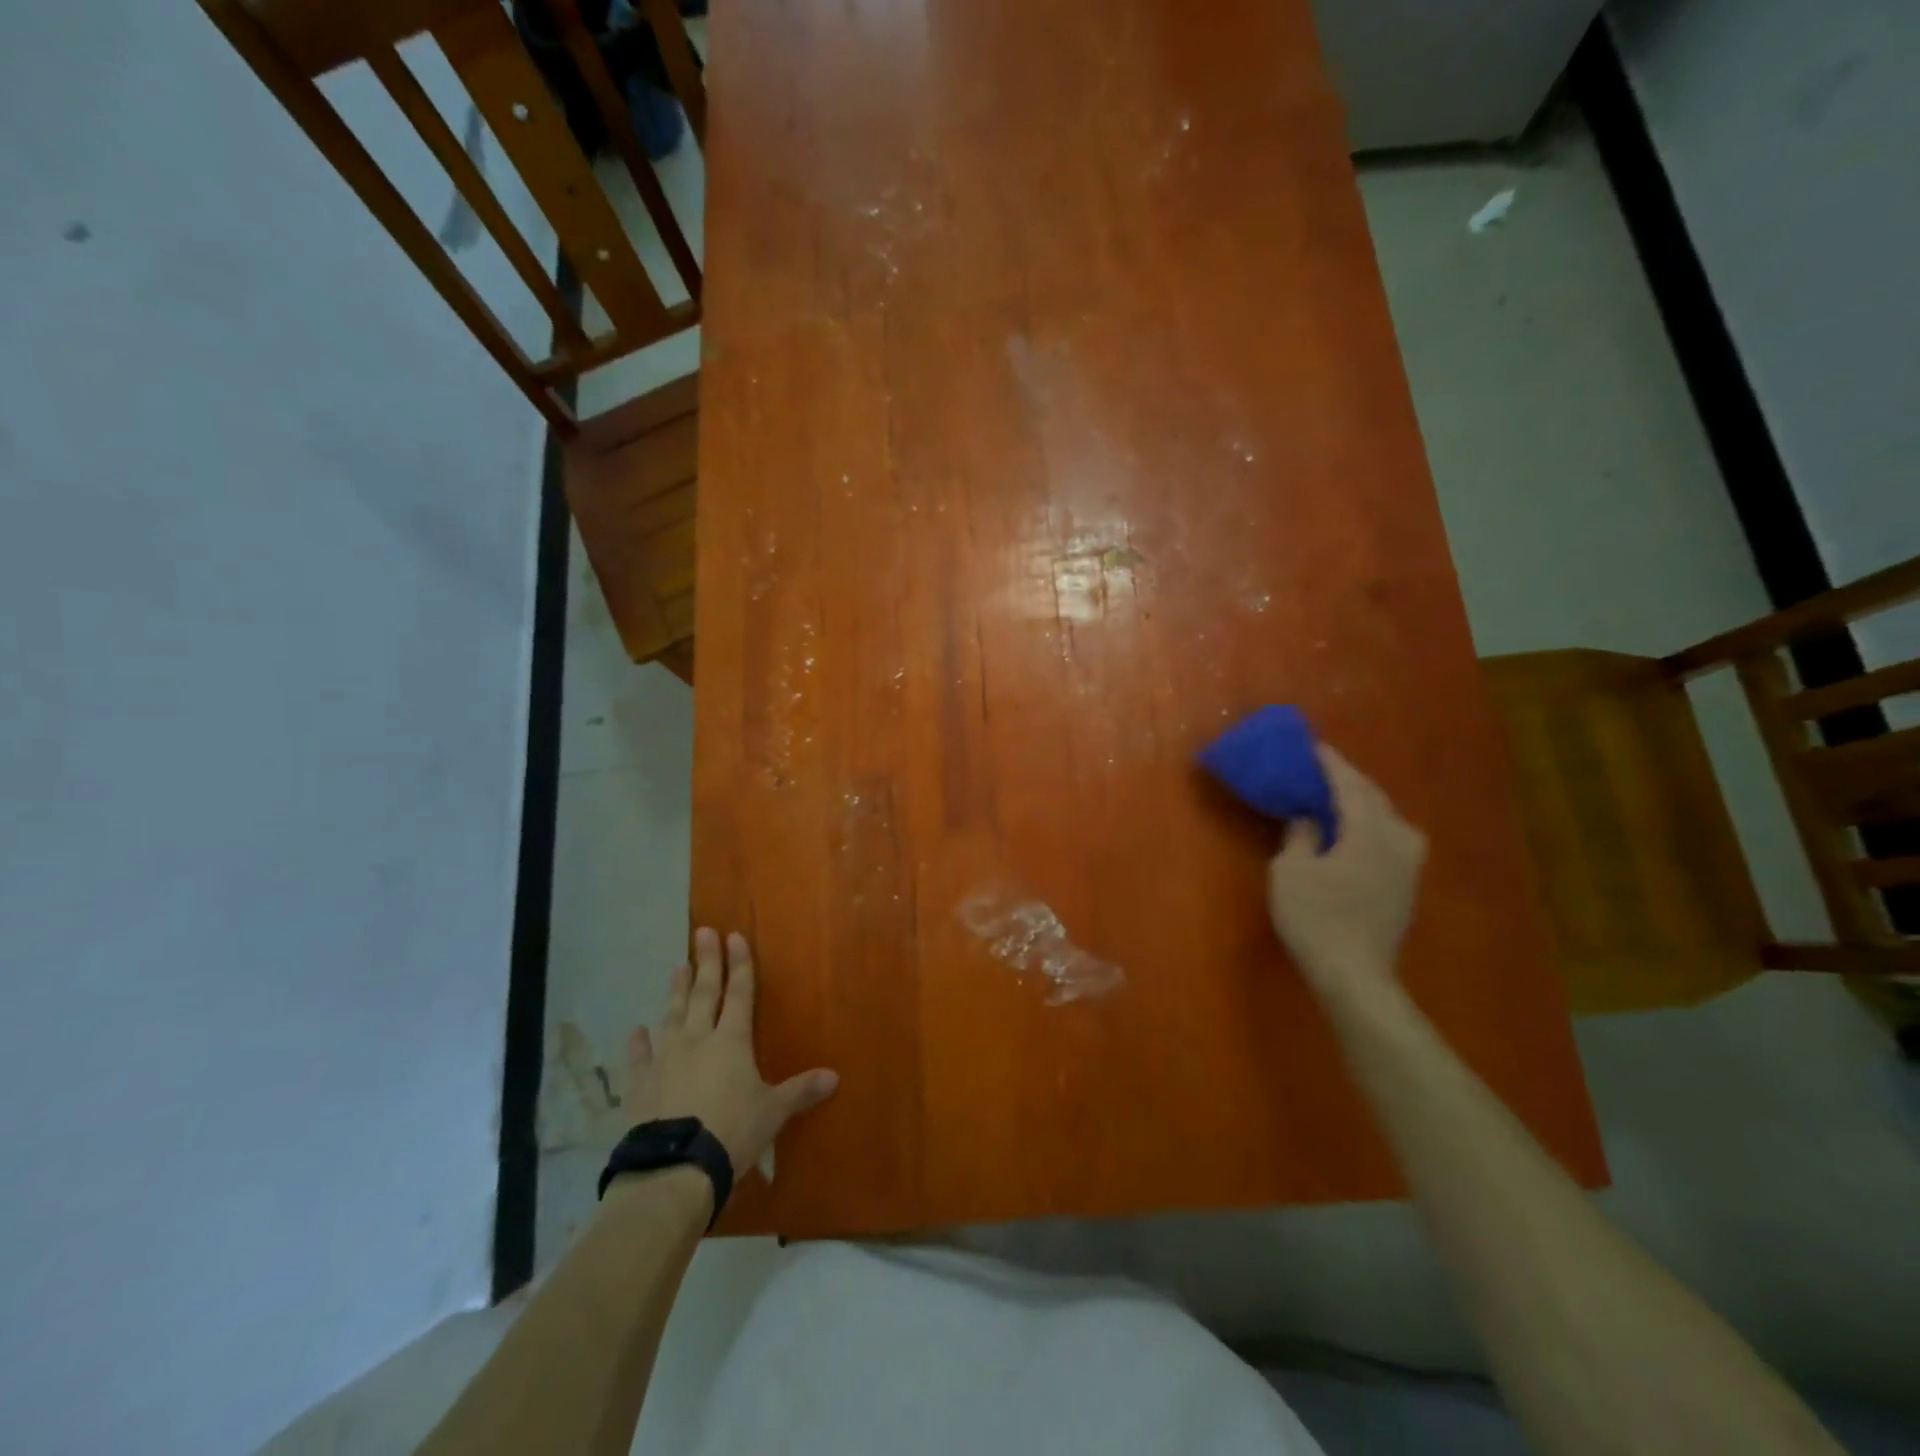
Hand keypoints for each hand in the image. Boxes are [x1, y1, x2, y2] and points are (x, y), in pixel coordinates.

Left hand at [625, 927, 838, 1176]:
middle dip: (706, 962)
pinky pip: (638, 1057)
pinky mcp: (640, 1084)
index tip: (734, 936)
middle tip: (703, 932)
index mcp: (732, 1041)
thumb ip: (800, 1090)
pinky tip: (636, 1030)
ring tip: (677, 967)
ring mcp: (666, 1058)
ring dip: (675, 991)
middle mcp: (698, 1039)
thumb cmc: (732, 1131)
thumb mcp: (773, 1112)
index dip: (739, 964)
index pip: (739, 993)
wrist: (675, 1167)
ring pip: (672, 1015)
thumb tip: (835, 1076)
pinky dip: (637, 1043)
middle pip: (704, 993)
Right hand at [1267, 746, 1427, 1001]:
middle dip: (1347, 780)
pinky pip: (1388, 837)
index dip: (1330, 763)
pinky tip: (1351, 832)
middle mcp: (1398, 839)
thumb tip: (1308, 818)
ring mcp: (1408, 864)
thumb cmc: (1316, 918)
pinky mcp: (1406, 884)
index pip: (1350, 784)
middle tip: (1319, 769)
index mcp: (1369, 830)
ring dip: (1360, 803)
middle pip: (1373, 797)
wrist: (1355, 975)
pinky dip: (1368, 825)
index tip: (1312, 746)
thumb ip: (1300, 835)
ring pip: (1386, 818)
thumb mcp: (1291, 871)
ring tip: (1334, 798)